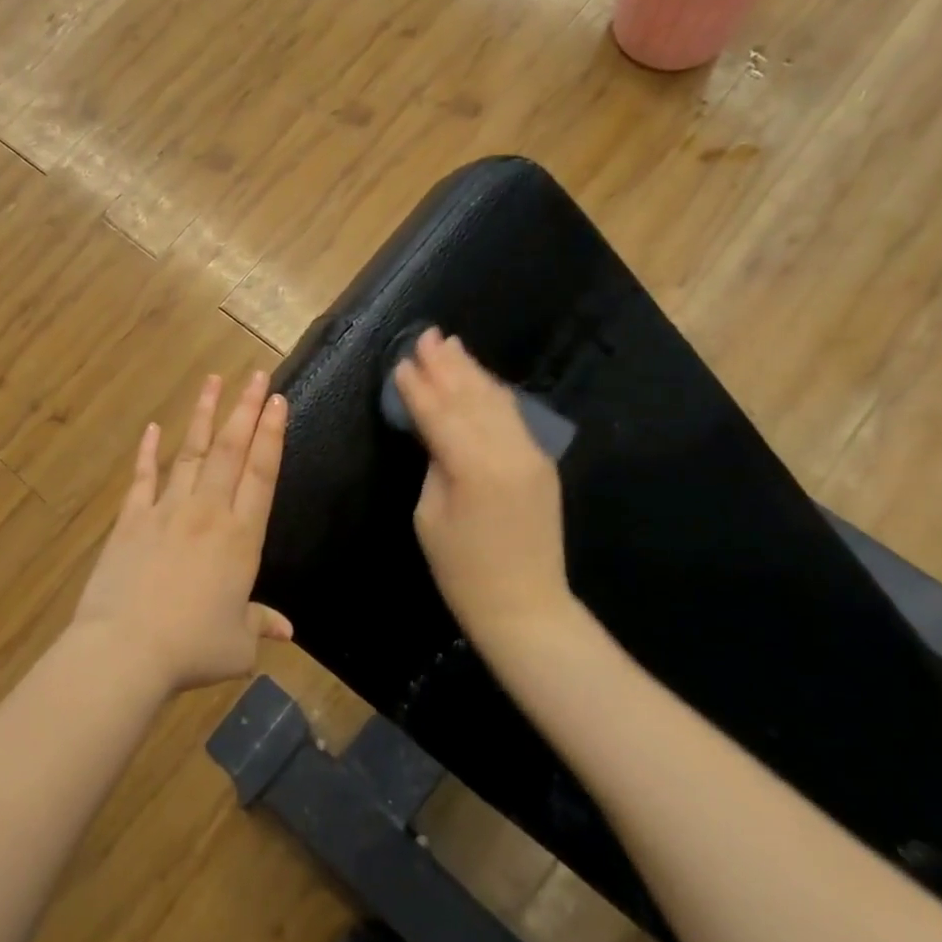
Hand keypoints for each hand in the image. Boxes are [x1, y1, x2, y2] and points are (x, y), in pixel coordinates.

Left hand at [71, 372, 293, 694]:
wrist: (126, 650)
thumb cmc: (191, 649)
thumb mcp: (237, 645)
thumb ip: (261, 625)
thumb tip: (288, 630)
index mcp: (241, 537)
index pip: (262, 473)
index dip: (272, 435)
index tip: (278, 401)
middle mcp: (208, 512)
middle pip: (230, 450)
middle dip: (246, 409)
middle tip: (257, 375)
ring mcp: (166, 511)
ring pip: (190, 453)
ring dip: (203, 415)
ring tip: (213, 381)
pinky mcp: (131, 520)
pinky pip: (143, 478)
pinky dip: (148, 452)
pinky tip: (153, 427)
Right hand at [393, 330, 582, 647]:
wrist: (526, 605)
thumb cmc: (462, 571)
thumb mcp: (430, 515)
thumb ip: (435, 463)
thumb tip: (435, 429)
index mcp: (473, 467)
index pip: (439, 413)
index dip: (417, 387)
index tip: (400, 361)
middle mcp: (507, 451)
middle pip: (471, 397)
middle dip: (446, 365)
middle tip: (427, 336)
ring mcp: (531, 454)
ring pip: (496, 401)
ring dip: (472, 372)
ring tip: (452, 345)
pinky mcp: (541, 462)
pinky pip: (513, 417)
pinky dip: (492, 393)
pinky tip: (479, 380)